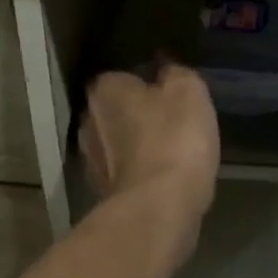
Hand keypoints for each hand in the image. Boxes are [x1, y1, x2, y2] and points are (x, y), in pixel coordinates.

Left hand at [80, 61, 220, 257]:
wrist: (159, 208)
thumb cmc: (174, 140)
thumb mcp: (189, 92)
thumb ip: (176, 73)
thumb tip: (165, 68)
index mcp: (105, 89)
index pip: (123, 76)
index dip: (148, 84)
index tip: (171, 95)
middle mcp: (88, 121)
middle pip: (117, 111)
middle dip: (139, 115)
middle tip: (173, 123)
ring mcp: (90, 161)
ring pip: (118, 145)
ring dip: (138, 147)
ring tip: (171, 153)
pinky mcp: (102, 193)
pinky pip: (125, 173)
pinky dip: (140, 174)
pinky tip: (163, 179)